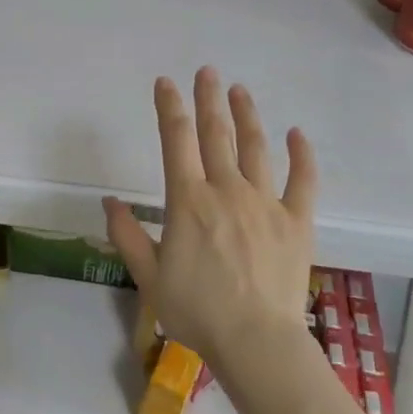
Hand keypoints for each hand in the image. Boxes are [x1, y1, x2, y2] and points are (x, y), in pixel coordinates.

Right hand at [103, 68, 316, 368]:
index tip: (166, 83)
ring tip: (239, 90)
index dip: (170, 108)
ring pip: (255, 148)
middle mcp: (227, 191)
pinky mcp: (296, 221)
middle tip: (207, 71)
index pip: (176, 141)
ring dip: (246, 116)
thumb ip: (126, 235)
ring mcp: (265, 203)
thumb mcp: (148, 277)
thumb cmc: (196, 311)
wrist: (255, 342)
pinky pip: (303, 180)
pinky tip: (296, 133)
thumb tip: (109, 202)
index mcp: (188, 201)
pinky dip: (301, 155)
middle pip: (216, 134)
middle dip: (208, 99)